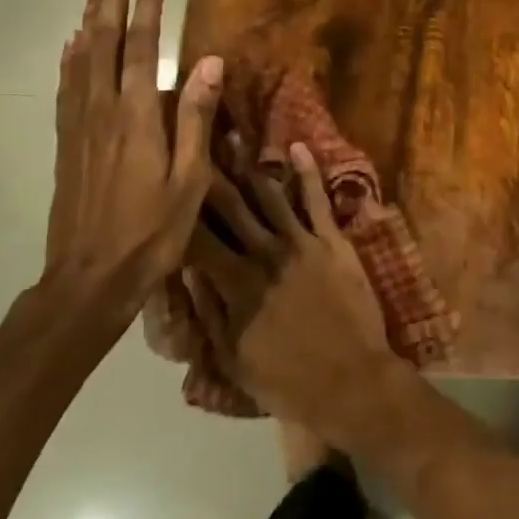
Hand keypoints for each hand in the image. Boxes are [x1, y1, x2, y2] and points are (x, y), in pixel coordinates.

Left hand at [46, 0, 222, 308]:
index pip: (140, 47)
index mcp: (135, 116)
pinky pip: (65, 87)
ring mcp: (78, 127)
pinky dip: (69, 59)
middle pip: (101, 42)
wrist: (89, 278)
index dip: (146, 9)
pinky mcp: (67, 144)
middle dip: (110, 2)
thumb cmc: (151, 231)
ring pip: (79, 59)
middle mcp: (101, 110)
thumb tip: (210, 61)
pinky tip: (71, 48)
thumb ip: (195, 116)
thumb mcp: (189, 178)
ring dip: (88, 22)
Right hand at [186, 144, 404, 445]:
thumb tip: (185, 271)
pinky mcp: (333, 241)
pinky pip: (317, 200)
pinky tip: (297, 147)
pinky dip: (308, 172)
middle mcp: (264, 254)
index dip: (180, 211)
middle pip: (231, 207)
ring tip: (234, 135)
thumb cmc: (288, 381)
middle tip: (195, 141)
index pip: (198, 239)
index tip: (166, 181)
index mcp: (236, 285)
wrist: (352, 382)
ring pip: (269, 195)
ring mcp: (301, 243)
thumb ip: (208, 313)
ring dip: (250, 165)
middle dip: (212, 173)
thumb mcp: (234, 359)